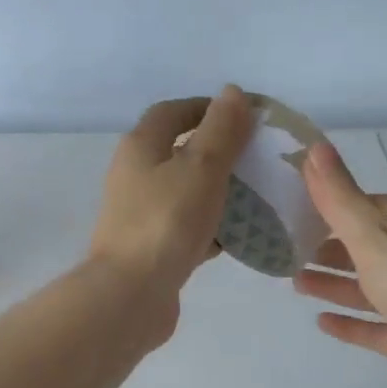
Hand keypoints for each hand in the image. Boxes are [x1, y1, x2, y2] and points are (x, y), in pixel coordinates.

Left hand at [89, 87, 253, 334]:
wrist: (131, 295)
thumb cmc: (167, 223)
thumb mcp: (201, 168)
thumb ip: (221, 130)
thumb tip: (232, 92)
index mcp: (140, 148)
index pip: (172, 112)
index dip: (207, 108)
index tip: (244, 117)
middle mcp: (134, 177)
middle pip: (178, 153)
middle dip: (217, 152)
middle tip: (255, 158)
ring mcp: (140, 216)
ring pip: (184, 193)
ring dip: (216, 192)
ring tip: (255, 196)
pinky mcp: (151, 249)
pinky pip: (185, 229)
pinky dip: (210, 228)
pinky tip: (237, 237)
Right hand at [295, 140, 386, 387]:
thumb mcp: (376, 236)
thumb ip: (340, 198)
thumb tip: (314, 148)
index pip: (377, 205)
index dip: (340, 204)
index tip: (300, 207)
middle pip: (372, 247)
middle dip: (332, 247)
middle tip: (290, 248)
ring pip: (370, 287)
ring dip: (335, 283)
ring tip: (296, 281)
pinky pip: (374, 326)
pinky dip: (349, 322)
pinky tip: (321, 320)